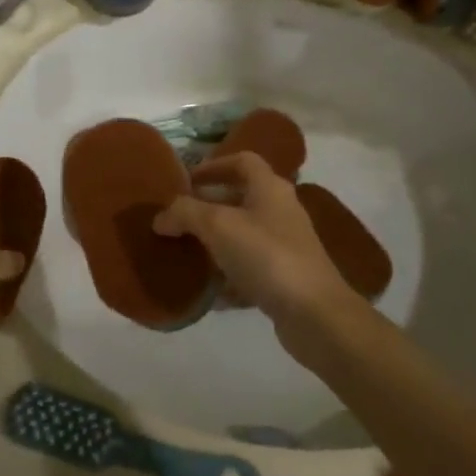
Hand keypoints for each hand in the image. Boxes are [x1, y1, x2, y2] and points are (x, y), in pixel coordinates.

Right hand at [153, 153, 366, 364]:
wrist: (314, 314)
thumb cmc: (266, 256)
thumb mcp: (218, 226)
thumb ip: (185, 214)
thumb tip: (160, 217)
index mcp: (269, 188)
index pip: (242, 161)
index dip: (213, 165)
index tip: (186, 180)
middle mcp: (281, 211)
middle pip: (240, 199)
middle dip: (208, 208)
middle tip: (178, 219)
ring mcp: (285, 246)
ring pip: (243, 237)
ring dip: (216, 244)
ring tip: (186, 254)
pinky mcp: (285, 279)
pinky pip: (249, 270)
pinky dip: (228, 278)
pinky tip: (208, 293)